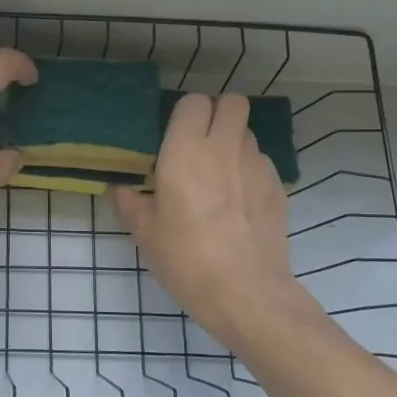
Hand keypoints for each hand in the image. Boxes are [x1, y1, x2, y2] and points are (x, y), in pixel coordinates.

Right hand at [112, 93, 325, 346]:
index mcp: (185, 151)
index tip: (173, 135)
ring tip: (218, 174)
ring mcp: (257, 166)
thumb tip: (119, 188)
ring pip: (248, 132)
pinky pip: (261, 162)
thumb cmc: (186, 259)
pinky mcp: (278, 188)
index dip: (185, 113)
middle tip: (200, 141)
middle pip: (232, 102)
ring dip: (233, 142)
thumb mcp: (145, 233)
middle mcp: (224, 148)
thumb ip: (129, 203)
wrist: (246, 294)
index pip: (193, 102)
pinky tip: (238, 202)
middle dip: (218, 113)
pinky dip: (249, 170)